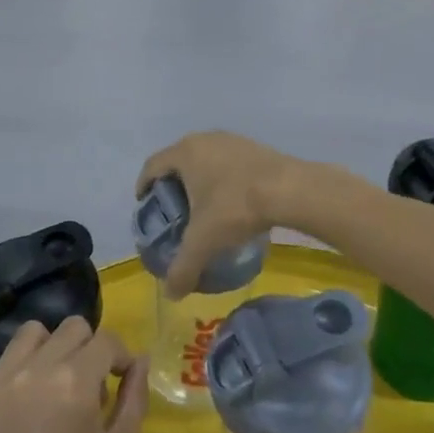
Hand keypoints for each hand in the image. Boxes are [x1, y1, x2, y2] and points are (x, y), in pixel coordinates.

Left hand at [0, 319, 147, 432]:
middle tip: (89, 390)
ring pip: (28, 338)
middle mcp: (31, 371)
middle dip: (87, 350)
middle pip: (68, 330)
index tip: (120, 379)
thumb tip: (137, 362)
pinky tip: (17, 427)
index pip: (104, 340)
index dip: (119, 357)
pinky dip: (13, 387)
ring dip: (48, 353)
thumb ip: (132, 400)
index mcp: (73, 382)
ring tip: (51, 394)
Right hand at [137, 131, 336, 296]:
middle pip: (178, 160)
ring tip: (203, 205)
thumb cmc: (236, 207)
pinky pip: (227, 160)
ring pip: (204, 158)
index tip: (144, 203)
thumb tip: (170, 294)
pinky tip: (232, 199)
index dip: (144, 184)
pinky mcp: (253, 146)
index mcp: (184, 153)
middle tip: (174, 209)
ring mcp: (230, 140)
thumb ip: (183, 267)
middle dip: (172, 183)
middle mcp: (203, 139)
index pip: (152, 165)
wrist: (290, 189)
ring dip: (199, 178)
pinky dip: (222, 177)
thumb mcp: (204, 242)